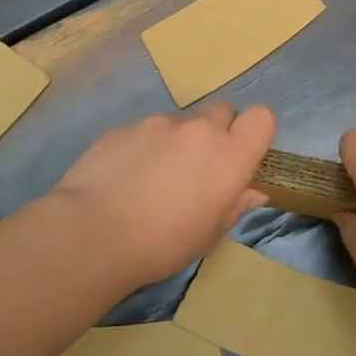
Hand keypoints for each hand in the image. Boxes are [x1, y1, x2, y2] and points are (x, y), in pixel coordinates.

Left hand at [49, 103, 275, 291]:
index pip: (261, 117)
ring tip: (153, 178)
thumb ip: (234, 206)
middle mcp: (198, 129)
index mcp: (229, 156)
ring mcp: (158, 123)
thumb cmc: (164, 244)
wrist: (93, 232)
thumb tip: (251, 192)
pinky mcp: (123, 127)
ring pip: (179, 122)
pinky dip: (142, 147)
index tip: (241, 156)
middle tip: (199, 167)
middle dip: (217, 131)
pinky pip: (144, 130)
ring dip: (176, 141)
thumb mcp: (209, 235)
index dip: (254, 133)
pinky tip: (124, 178)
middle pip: (222, 111)